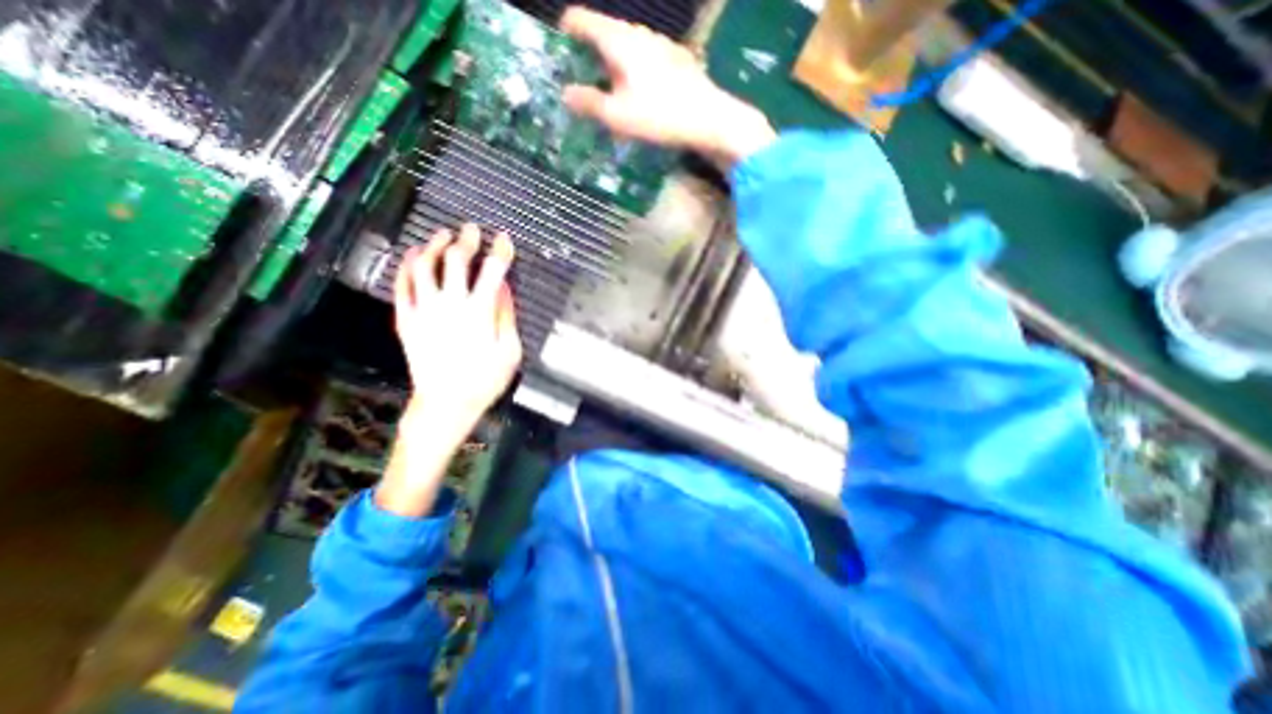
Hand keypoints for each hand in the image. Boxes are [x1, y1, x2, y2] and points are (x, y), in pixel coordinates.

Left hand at [378, 225, 521, 515]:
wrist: (445, 404)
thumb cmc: (485, 380)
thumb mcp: (510, 351)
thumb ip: (507, 316)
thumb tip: (504, 288)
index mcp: (480, 312)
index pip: (493, 271)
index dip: (500, 252)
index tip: (504, 239)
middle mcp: (450, 304)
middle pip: (456, 260)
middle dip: (467, 240)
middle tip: (472, 229)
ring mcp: (424, 310)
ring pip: (424, 266)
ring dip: (434, 245)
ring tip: (441, 235)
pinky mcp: (406, 319)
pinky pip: (402, 285)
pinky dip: (407, 266)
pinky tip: (412, 256)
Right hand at [564, 5, 781, 170]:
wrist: (709, 118)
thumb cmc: (659, 116)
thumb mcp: (618, 116)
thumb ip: (589, 103)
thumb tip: (566, 94)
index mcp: (618, 40)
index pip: (582, 19)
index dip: (567, 30)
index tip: (561, 51)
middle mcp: (638, 33)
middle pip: (605, 33)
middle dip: (590, 55)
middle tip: (585, 82)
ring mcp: (660, 44)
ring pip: (627, 46)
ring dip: (614, 65)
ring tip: (613, 95)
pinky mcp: (675, 58)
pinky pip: (645, 58)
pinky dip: (634, 71)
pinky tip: (640, 97)